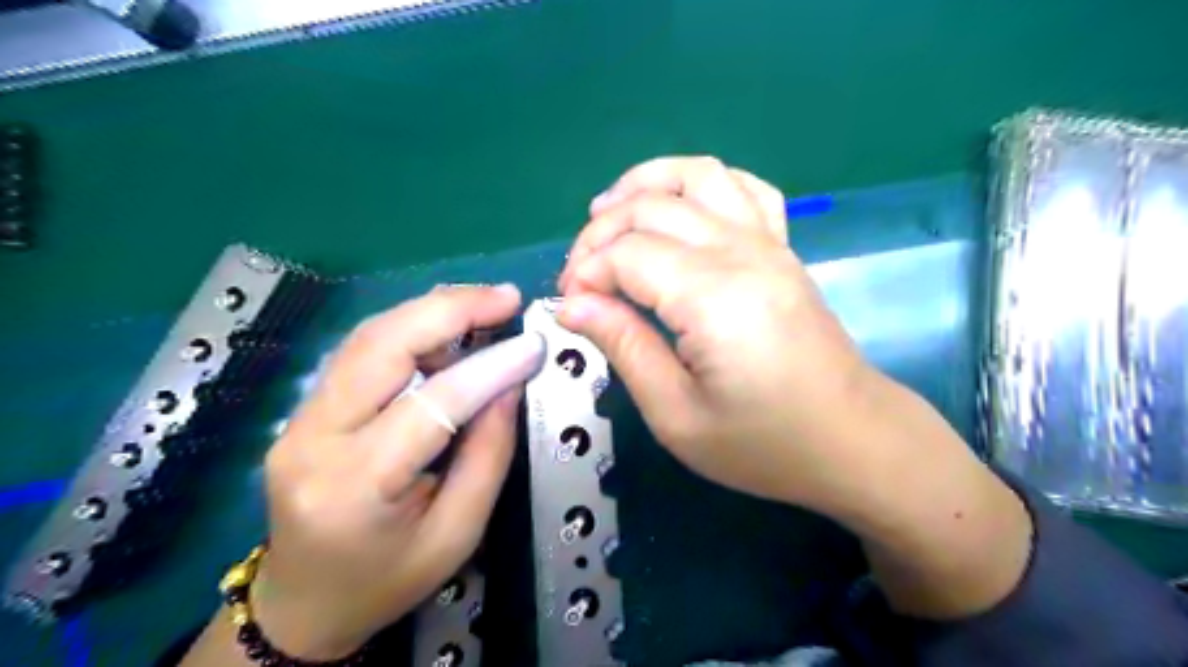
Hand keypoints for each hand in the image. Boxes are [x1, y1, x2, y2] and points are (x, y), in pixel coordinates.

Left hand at [253, 285, 546, 658]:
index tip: (533, 344)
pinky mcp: (304, 408)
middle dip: (450, 310)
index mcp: (355, 487)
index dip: (488, 367)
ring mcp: (298, 418)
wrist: (304, 603)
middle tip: (506, 297)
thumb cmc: (387, 580)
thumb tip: (510, 382)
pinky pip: (362, 351)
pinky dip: (411, 328)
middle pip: (381, 346)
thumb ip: (489, 454)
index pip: (429, 404)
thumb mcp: (457, 533)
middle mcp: (313, 440)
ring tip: (484, 308)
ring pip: (368, 337)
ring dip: (431, 312)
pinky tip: (448, 331)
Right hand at [558, 157, 868, 510]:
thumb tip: (573, 306)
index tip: (571, 309)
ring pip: (697, 175)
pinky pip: (744, 187)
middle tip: (580, 277)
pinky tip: (679, 206)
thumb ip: (623, 347)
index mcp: (713, 296)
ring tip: (607, 210)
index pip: (626, 253)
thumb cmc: (763, 442)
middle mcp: (741, 252)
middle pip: (652, 207)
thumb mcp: (676, 415)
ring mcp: (768, 242)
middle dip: (600, 233)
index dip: (585, 274)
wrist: (851, 440)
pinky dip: (701, 182)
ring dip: (644, 184)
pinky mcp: (782, 248)